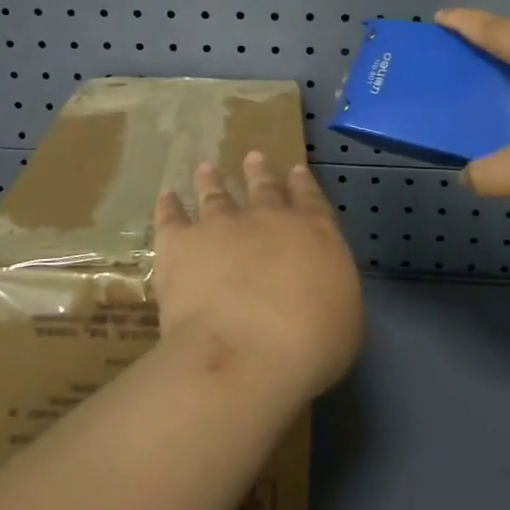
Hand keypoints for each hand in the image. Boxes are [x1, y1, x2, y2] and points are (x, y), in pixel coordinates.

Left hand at [153, 153, 362, 404]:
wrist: (247, 352)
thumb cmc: (310, 345)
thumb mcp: (343, 318)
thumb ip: (328, 289)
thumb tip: (317, 284)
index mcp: (314, 234)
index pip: (310, 200)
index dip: (302, 184)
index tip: (294, 169)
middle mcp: (268, 220)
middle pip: (263, 189)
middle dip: (259, 173)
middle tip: (252, 157)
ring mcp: (221, 227)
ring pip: (215, 195)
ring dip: (211, 181)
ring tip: (206, 168)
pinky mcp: (180, 245)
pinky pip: (171, 218)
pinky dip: (168, 206)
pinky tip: (166, 197)